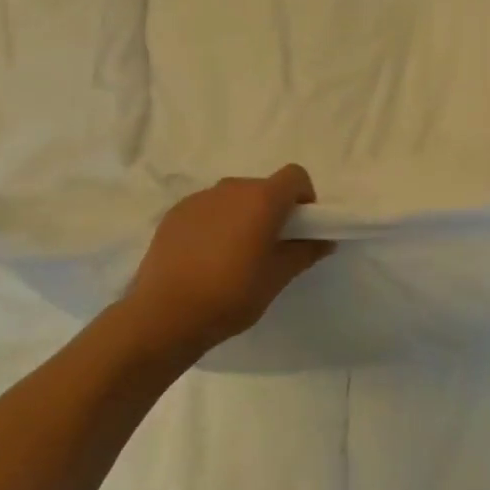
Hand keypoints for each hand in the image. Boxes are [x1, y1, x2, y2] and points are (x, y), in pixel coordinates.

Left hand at [116, 166, 333, 361]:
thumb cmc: (232, 294)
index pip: (295, 176)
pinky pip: (207, 210)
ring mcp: (199, 198)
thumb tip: (324, 240)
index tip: (301, 227)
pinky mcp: (175, 213)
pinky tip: (205, 259)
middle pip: (263, 187)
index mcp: (262, 199)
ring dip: (242, 216)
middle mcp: (231, 188)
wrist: (165, 314)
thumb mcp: (277, 278)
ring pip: (233, 198)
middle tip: (269, 247)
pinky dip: (215, 224)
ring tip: (234, 256)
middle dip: (273, 210)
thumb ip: (305, 252)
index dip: (304, 197)